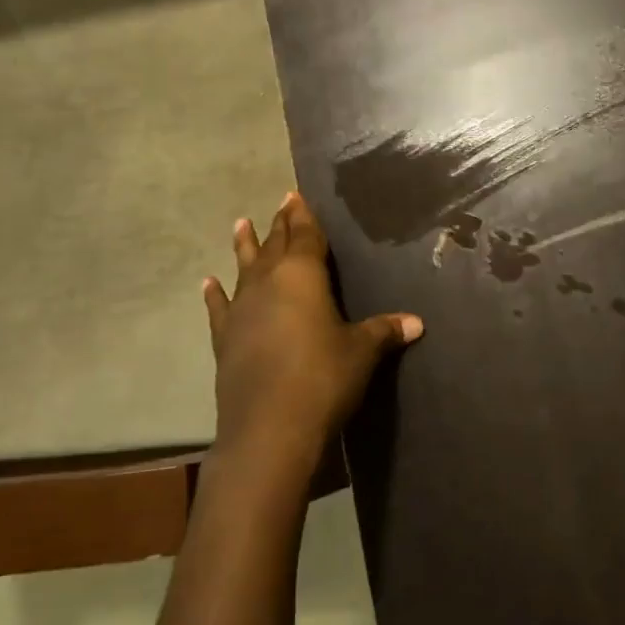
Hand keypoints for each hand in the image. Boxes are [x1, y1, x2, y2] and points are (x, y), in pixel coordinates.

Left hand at [202, 192, 422, 474]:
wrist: (269, 428)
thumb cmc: (323, 378)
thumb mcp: (361, 352)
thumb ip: (384, 331)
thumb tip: (416, 322)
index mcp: (302, 275)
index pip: (305, 235)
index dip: (303, 216)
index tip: (296, 195)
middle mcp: (268, 283)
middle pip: (275, 245)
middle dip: (280, 224)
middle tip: (281, 202)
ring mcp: (242, 310)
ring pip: (244, 268)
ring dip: (244, 246)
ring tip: (240, 223)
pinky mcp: (225, 339)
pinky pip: (219, 308)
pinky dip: (214, 295)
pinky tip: (207, 283)